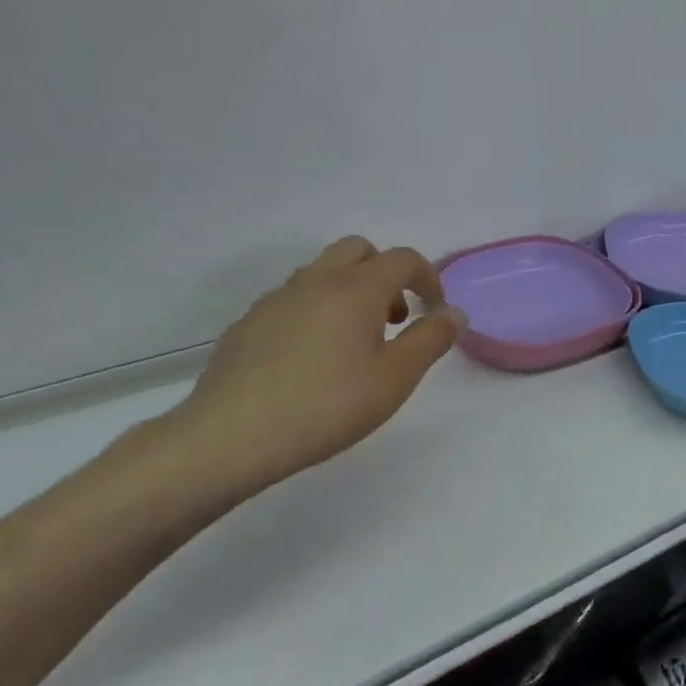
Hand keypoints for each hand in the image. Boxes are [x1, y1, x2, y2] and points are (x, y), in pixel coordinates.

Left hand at [160, 237, 462, 503]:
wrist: (231, 436)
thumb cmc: (327, 406)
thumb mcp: (395, 378)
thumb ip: (431, 339)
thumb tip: (454, 312)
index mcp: (357, 288)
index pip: (403, 258)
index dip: (428, 277)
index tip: (434, 309)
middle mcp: (316, 280)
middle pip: (358, 250)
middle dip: (385, 273)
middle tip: (393, 318)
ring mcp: (276, 299)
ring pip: (321, 272)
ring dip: (349, 290)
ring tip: (353, 342)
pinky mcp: (248, 322)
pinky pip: (292, 300)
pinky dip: (314, 311)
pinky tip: (309, 360)